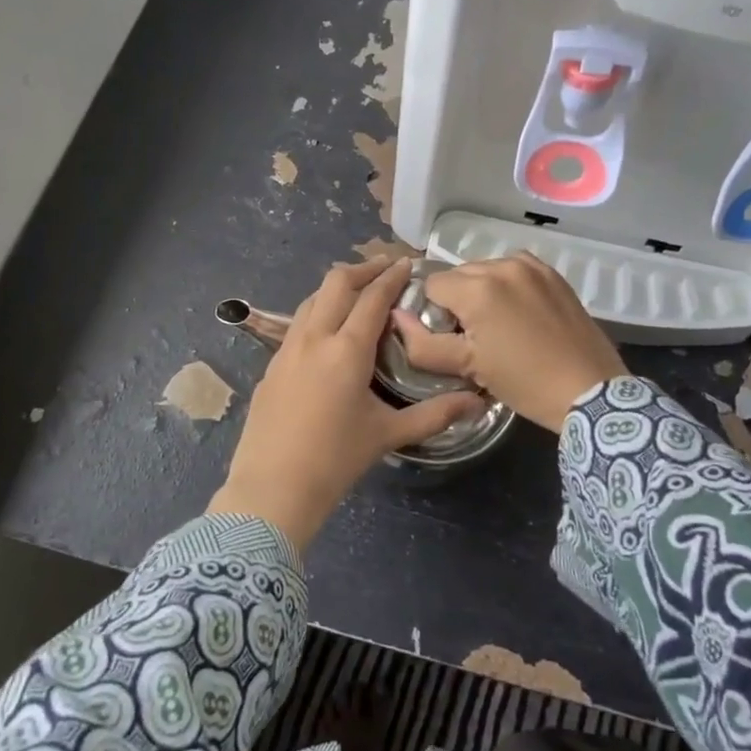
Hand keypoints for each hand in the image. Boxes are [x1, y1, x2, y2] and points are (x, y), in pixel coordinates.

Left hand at [210, 258, 483, 548]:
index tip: (407, 263)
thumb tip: (478, 402)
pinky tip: (328, 331)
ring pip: (312, 299)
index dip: (392, 276)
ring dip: (337, 287)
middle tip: (385, 268)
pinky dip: (319, 310)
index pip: (373, 297)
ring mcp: (287, 349)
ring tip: (358, 293)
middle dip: (363, 269)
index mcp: (346, 349)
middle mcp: (314, 338)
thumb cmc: (335, 459)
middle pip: (336, 283)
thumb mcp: (388, 434)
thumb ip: (435, 414)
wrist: (272, 487)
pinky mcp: (272, 365)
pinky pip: (298, 323)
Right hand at [394, 254, 627, 430]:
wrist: (589, 391)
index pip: (432, 285)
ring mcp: (532, 267)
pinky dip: (509, 287)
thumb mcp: (466, 367)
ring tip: (500, 327)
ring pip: (486, 271)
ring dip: (483, 292)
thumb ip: (422, 343)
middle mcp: (503, 265)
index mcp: (477, 287)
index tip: (452, 339)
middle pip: (459, 275)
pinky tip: (520, 315)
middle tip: (475, 338)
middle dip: (458, 301)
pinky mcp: (553, 275)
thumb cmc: (523, 382)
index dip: (434, 313)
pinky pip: (515, 271)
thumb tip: (396, 316)